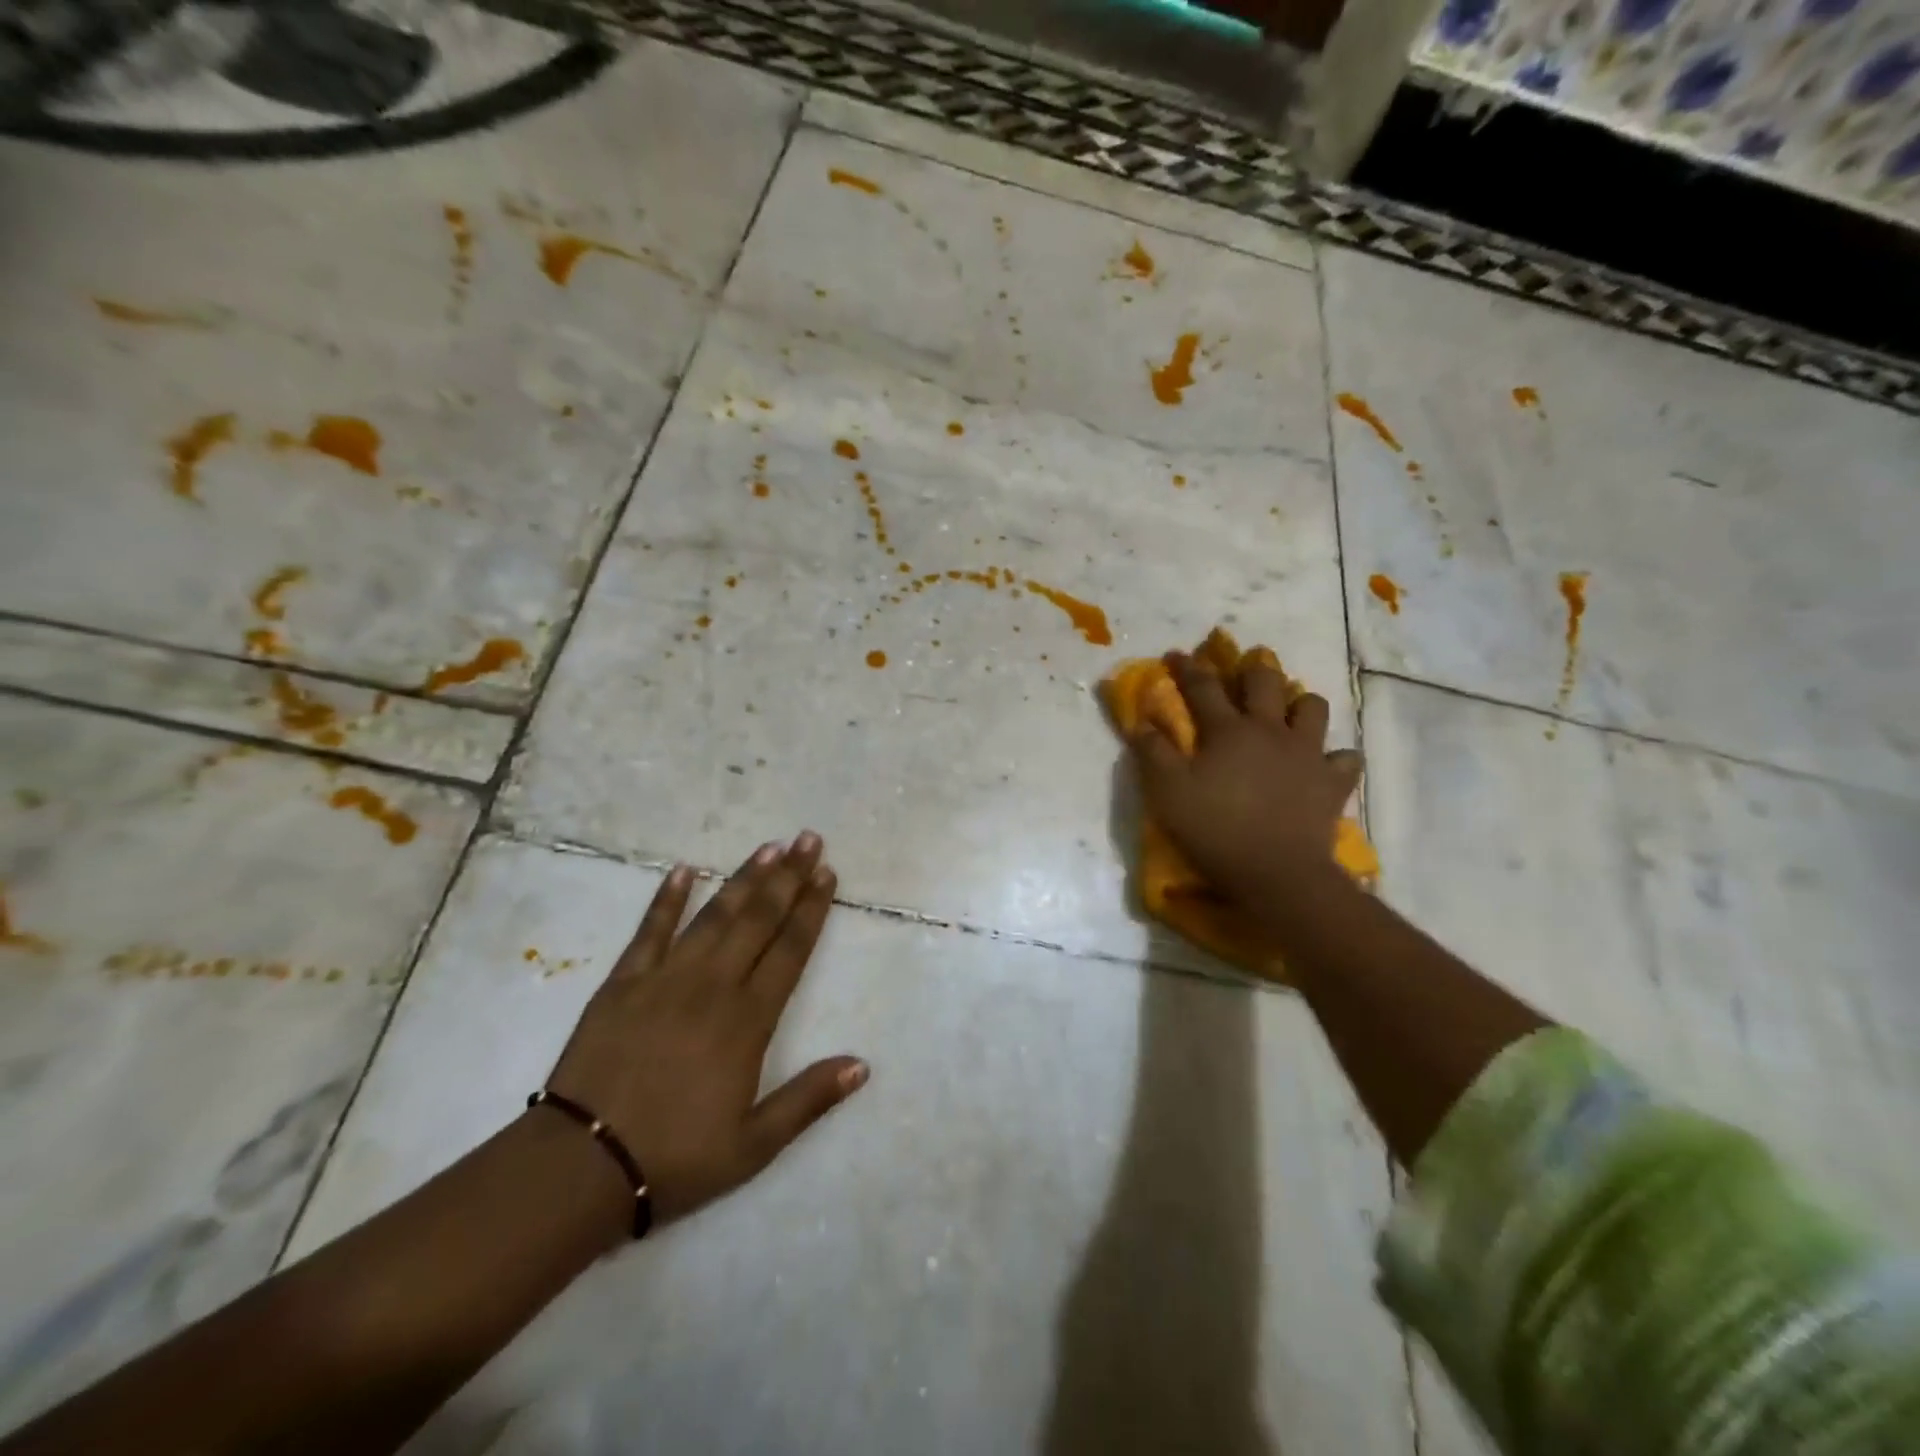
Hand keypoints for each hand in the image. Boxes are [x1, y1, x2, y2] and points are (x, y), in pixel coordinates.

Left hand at [544, 832, 866, 1228]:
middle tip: (808, 839)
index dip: (812, 908)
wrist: (581, 1167)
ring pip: (715, 915)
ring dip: (744, 878)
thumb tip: (862, 1064)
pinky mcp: (623, 982)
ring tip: (768, 846)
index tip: (828, 873)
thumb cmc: (675, 1157)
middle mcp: (713, 985)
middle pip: (759, 919)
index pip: (790, 950)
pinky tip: (683, 869)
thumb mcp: (754, 1145)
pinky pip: (650, 929)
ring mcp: (665, 978)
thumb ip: (809, 1099)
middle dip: (788, 876)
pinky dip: (667, 898)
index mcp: (748, 1020)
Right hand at [1128, 652, 1362, 904]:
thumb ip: (1153, 752)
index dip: (1187, 668)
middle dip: (1252, 668)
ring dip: (1300, 703)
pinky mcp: (1333, 782)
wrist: (1276, 872)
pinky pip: (1345, 758)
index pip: (1203, 687)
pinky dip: (1335, 757)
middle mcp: (1270, 730)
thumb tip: (1141, 721)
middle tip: (1245, 667)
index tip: (1176, 654)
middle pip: (1265, 683)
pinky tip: (1324, 763)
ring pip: (1313, 708)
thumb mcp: (1167, 792)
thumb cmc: (1214, 828)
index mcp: (1228, 730)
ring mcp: (1307, 754)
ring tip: (1290, 711)